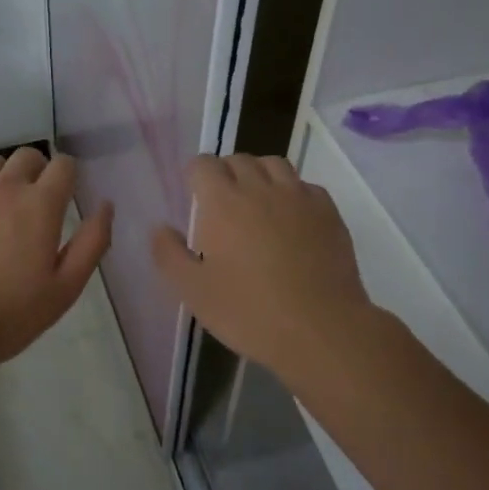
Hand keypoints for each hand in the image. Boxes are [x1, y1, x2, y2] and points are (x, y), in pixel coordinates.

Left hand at [0, 148, 112, 369]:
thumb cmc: (7, 315)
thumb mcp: (64, 289)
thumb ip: (91, 243)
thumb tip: (106, 205)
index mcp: (41, 205)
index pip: (63, 165)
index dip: (67, 176)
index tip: (63, 196)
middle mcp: (5, 185)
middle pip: (28, 156)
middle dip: (36, 172)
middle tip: (30, 206)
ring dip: (1, 177)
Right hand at [152, 154, 389, 383]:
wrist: (321, 330)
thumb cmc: (249, 311)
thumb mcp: (193, 291)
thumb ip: (169, 254)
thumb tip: (160, 228)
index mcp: (222, 201)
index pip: (203, 164)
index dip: (195, 175)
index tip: (194, 195)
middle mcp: (260, 188)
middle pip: (238, 159)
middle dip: (225, 172)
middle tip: (222, 202)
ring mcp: (298, 197)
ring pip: (273, 164)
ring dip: (259, 174)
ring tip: (256, 201)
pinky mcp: (328, 212)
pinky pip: (305, 186)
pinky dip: (292, 192)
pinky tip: (291, 219)